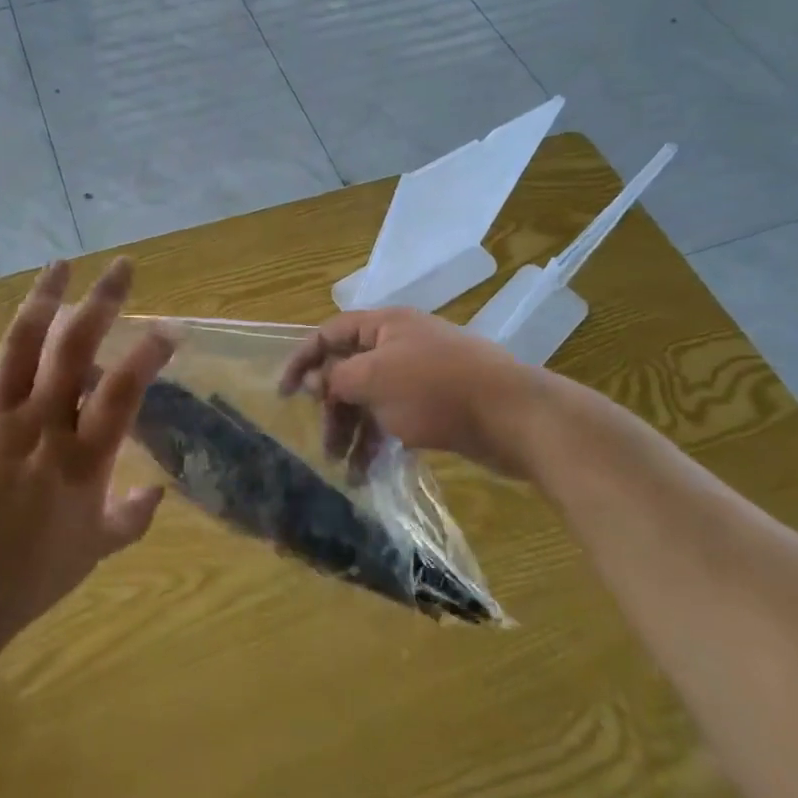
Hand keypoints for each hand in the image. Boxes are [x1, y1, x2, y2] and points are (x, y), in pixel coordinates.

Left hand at [0, 257, 174, 651]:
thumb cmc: (27, 577)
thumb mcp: (94, 551)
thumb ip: (132, 517)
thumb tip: (159, 491)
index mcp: (81, 457)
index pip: (123, 390)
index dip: (149, 354)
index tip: (170, 327)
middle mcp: (40, 423)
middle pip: (75, 349)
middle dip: (102, 301)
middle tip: (122, 266)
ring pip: (21, 344)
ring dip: (43, 299)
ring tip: (61, 264)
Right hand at [279, 308, 537, 476]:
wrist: (514, 416)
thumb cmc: (436, 388)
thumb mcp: (374, 379)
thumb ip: (336, 377)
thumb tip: (310, 378)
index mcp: (384, 326)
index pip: (330, 333)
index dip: (303, 359)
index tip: (283, 393)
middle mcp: (400, 345)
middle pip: (350, 370)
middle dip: (333, 407)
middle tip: (324, 444)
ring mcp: (421, 375)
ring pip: (373, 399)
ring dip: (355, 431)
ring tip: (346, 469)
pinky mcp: (439, 405)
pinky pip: (396, 418)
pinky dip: (380, 440)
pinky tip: (370, 471)